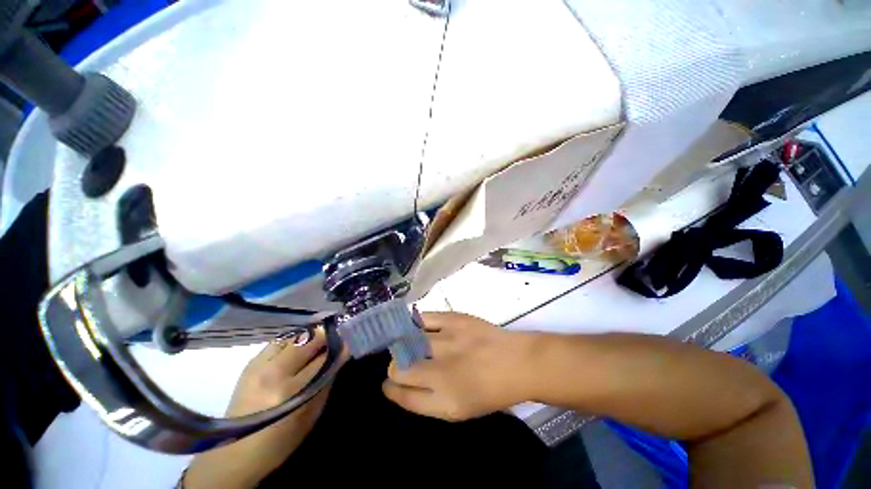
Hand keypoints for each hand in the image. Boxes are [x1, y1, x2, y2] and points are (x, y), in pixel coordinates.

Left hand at [185, 328, 336, 488]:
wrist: (236, 451)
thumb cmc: (280, 439)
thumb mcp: (311, 415)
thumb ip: (327, 381)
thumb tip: (340, 356)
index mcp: (292, 391)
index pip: (324, 358)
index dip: (339, 347)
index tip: (348, 343)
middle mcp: (274, 372)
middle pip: (309, 340)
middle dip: (326, 336)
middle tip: (335, 338)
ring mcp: (260, 365)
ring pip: (294, 336)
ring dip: (310, 336)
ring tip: (318, 340)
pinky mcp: (251, 362)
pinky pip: (279, 341)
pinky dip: (293, 340)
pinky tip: (298, 346)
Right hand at [382, 312, 538, 420]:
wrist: (518, 362)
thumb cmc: (491, 391)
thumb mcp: (459, 410)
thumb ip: (427, 400)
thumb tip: (401, 385)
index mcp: (445, 401)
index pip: (403, 395)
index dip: (390, 389)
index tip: (388, 385)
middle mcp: (442, 371)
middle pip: (398, 368)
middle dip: (394, 368)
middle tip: (401, 364)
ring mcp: (448, 341)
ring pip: (406, 342)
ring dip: (403, 346)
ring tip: (407, 344)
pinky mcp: (454, 319)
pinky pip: (422, 318)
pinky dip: (414, 324)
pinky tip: (416, 327)